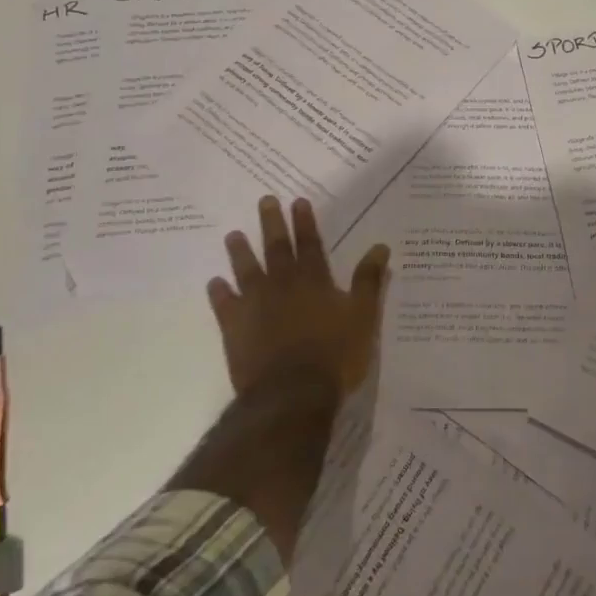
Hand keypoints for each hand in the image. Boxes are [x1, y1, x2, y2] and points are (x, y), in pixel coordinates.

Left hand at [209, 196, 389, 398]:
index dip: (305, 222)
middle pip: (276, 249)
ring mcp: (255, 307)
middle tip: (264, 201)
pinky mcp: (235, 330)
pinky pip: (224, 306)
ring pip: (246, 271)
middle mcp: (283, 286)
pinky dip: (219, 293)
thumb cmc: (335, 355)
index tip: (298, 201)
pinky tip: (214, 283)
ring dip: (240, 252)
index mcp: (314, 281)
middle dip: (271, 224)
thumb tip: (380, 247)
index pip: (309, 244)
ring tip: (233, 235)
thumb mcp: (363, 316)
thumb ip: (369, 280)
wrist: (291, 394)